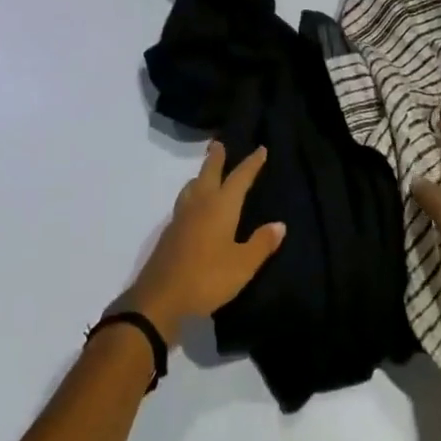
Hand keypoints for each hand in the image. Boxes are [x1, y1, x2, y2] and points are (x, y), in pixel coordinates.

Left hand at [126, 144, 285, 344]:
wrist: (160, 297)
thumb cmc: (207, 278)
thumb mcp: (242, 265)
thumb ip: (261, 243)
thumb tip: (279, 224)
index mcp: (221, 206)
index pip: (239, 177)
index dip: (251, 163)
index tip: (260, 149)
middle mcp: (200, 203)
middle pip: (209, 172)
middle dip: (217, 158)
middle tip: (219, 143)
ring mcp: (181, 216)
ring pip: (193, 186)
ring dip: (201, 174)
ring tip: (206, 173)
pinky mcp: (170, 232)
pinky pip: (184, 201)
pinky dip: (192, 194)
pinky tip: (194, 207)